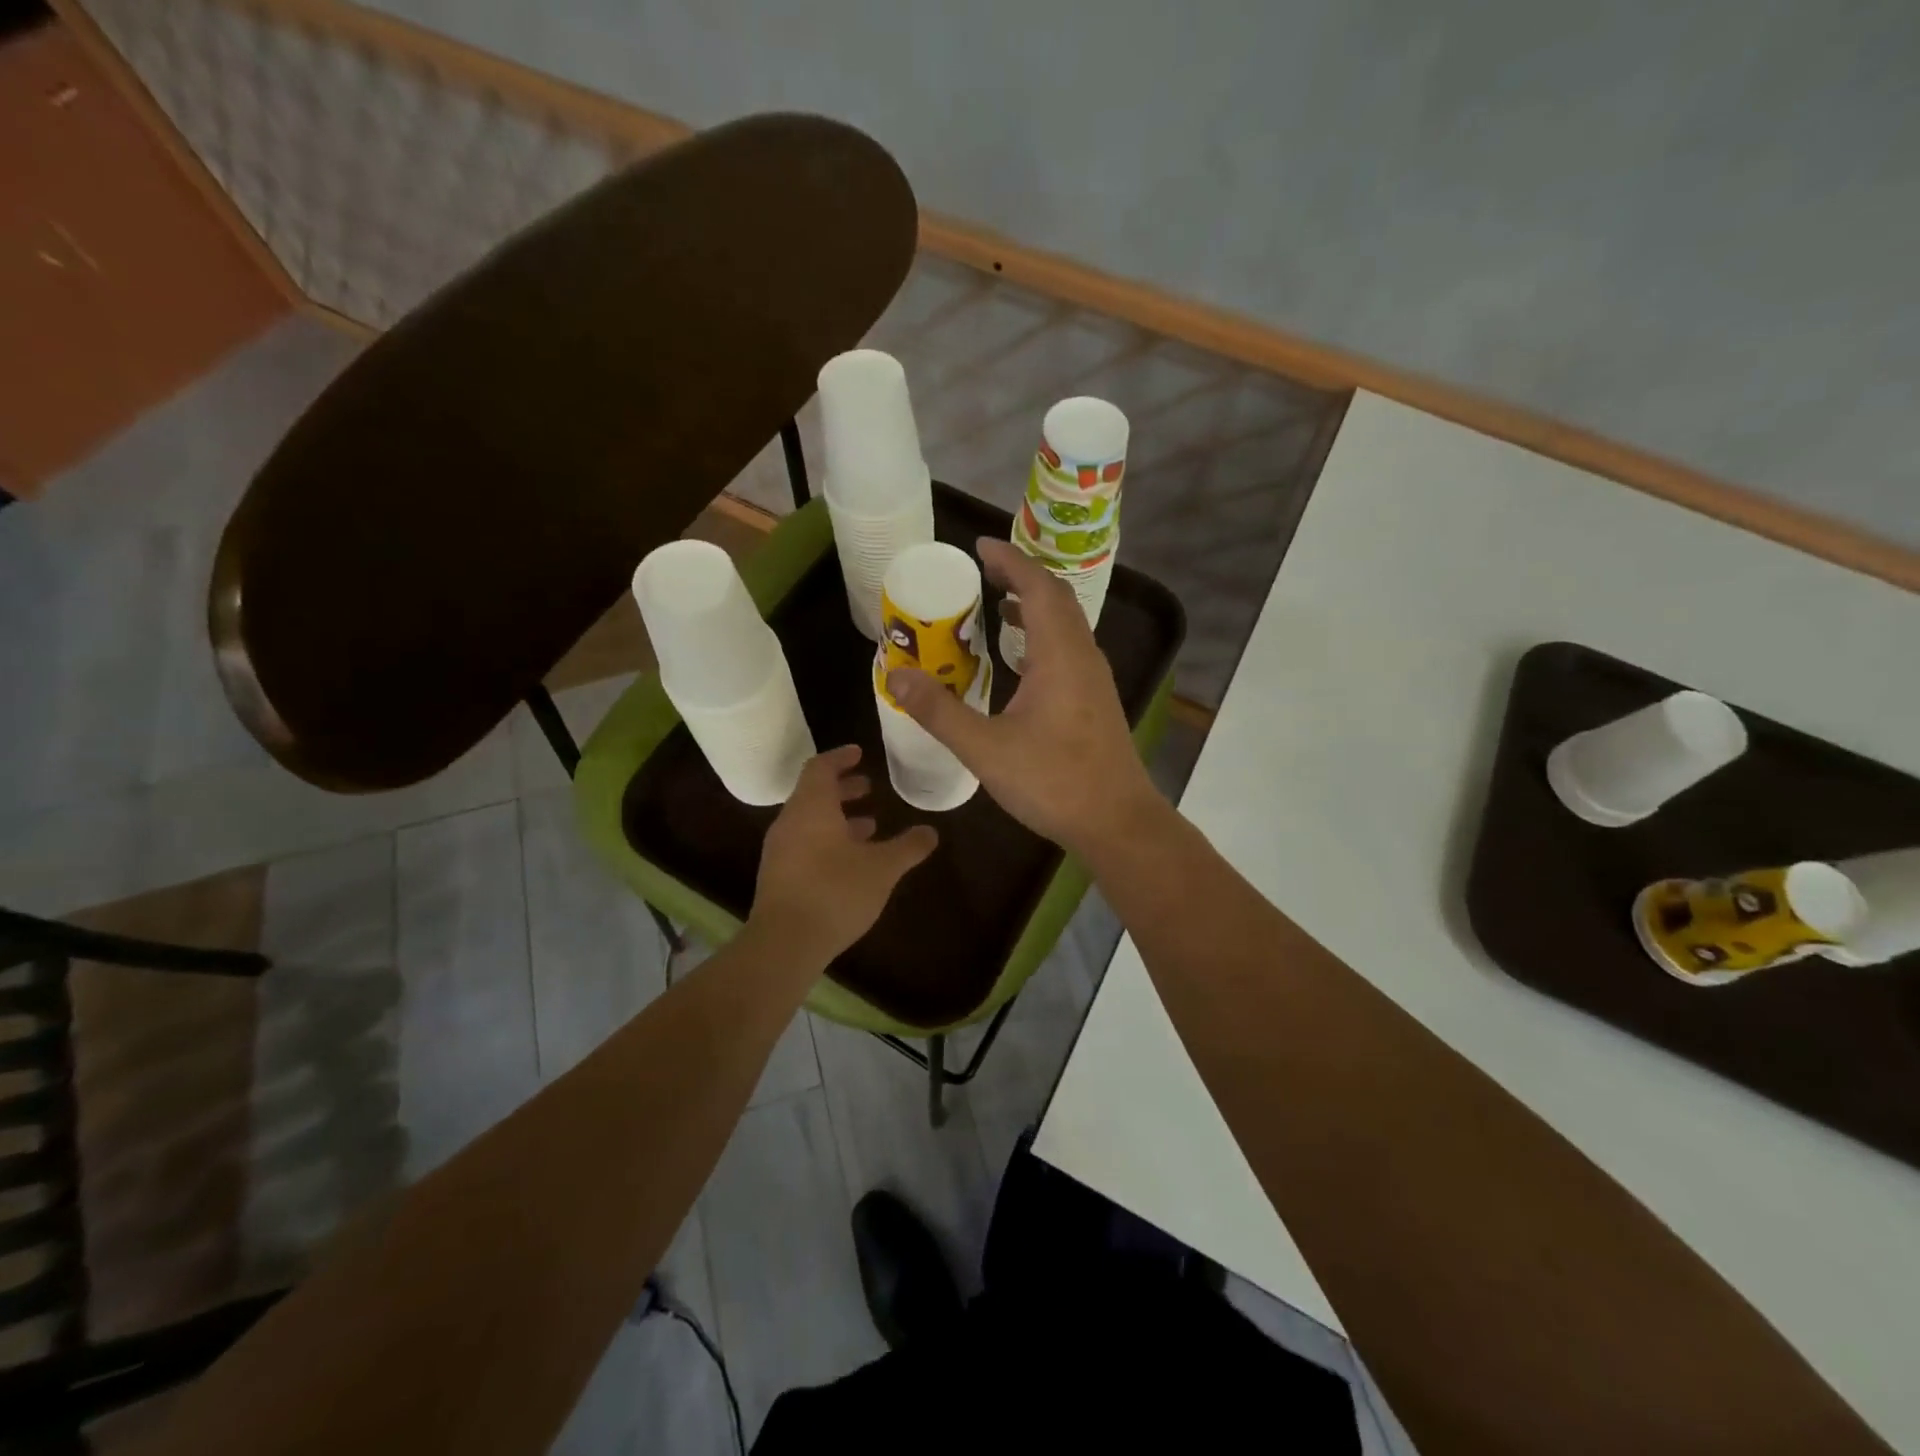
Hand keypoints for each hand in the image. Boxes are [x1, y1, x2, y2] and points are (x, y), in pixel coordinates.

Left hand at [750, 745, 937, 962]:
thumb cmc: (835, 892)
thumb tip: (931, 832)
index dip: (841, 757)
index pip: (821, 767)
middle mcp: (790, 822)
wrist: (784, 943)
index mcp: (812, 807)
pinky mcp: (778, 876)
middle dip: (843, 788)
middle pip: (814, 793)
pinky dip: (827, 840)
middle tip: (869, 788)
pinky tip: (851, 861)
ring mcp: (780, 850)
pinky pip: (804, 844)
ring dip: (838, 817)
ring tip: (869, 826)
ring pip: (810, 820)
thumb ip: (908, 847)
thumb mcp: (882, 868)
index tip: (860, 753)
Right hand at [886, 538, 1166, 853]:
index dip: (1010, 561)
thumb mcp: (986, 748)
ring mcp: (1094, 679)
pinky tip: (1020, 661)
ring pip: (1065, 625)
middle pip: (1056, 599)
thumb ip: (939, 712)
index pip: (1038, 587)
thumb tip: (895, 676)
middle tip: (983, 571)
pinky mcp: (1095, 701)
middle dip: (1020, 577)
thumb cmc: (1054, 782)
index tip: (979, 546)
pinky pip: (1067, 650)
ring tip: (998, 606)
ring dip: (1034, 607)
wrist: (1117, 822)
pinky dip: (1042, 638)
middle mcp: (1083, 656)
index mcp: (1060, 655)